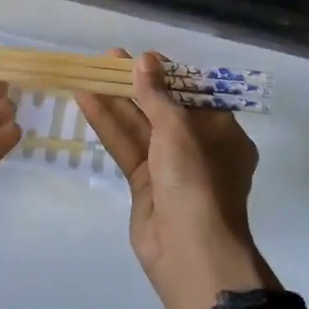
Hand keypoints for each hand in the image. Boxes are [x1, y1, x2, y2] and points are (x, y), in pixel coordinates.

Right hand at [75, 50, 277, 308]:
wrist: (189, 251)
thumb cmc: (197, 179)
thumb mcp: (179, 128)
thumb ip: (157, 94)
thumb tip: (144, 59)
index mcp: (222, 133)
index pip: (194, 95)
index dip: (168, 74)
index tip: (142, 58)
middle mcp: (198, 148)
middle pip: (164, 108)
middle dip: (136, 84)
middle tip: (108, 59)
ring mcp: (170, 168)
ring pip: (140, 127)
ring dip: (116, 101)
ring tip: (90, 72)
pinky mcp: (145, 185)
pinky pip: (126, 147)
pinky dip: (108, 125)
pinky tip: (86, 101)